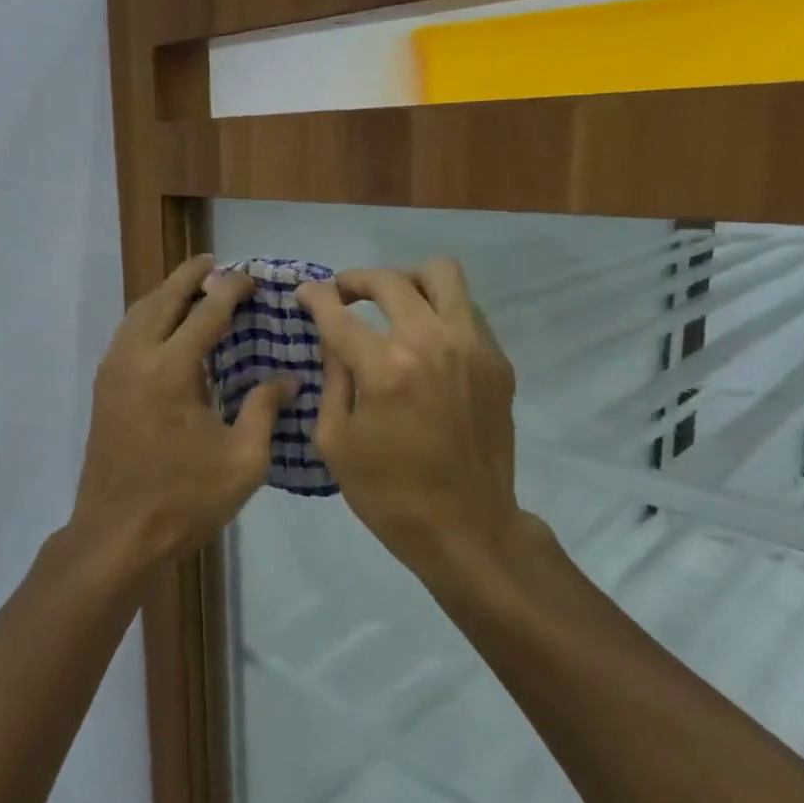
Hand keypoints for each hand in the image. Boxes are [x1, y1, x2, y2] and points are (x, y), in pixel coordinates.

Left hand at [69, 254, 293, 571]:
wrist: (117, 534)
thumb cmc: (185, 499)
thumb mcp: (243, 460)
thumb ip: (265, 410)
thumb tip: (289, 379)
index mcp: (172, 369)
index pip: (207, 312)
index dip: (231, 289)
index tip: (250, 276)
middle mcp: (136, 357)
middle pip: (163, 299)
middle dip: (190, 276)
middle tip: (213, 262)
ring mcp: (113, 371)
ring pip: (138, 313)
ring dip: (165, 293)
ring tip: (191, 287)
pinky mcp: (103, 387)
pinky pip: (126, 333)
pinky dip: (148, 316)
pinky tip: (165, 327)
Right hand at [295, 258, 525, 569]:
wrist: (466, 528)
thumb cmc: (388, 493)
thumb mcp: (335, 441)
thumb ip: (332, 378)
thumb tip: (333, 339)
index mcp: (386, 368)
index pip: (339, 312)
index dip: (315, 297)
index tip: (305, 294)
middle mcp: (433, 342)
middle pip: (390, 280)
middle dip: (356, 280)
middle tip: (342, 295)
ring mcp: (473, 347)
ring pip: (442, 274)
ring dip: (407, 282)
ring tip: (391, 303)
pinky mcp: (498, 361)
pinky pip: (467, 309)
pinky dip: (439, 311)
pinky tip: (424, 340)